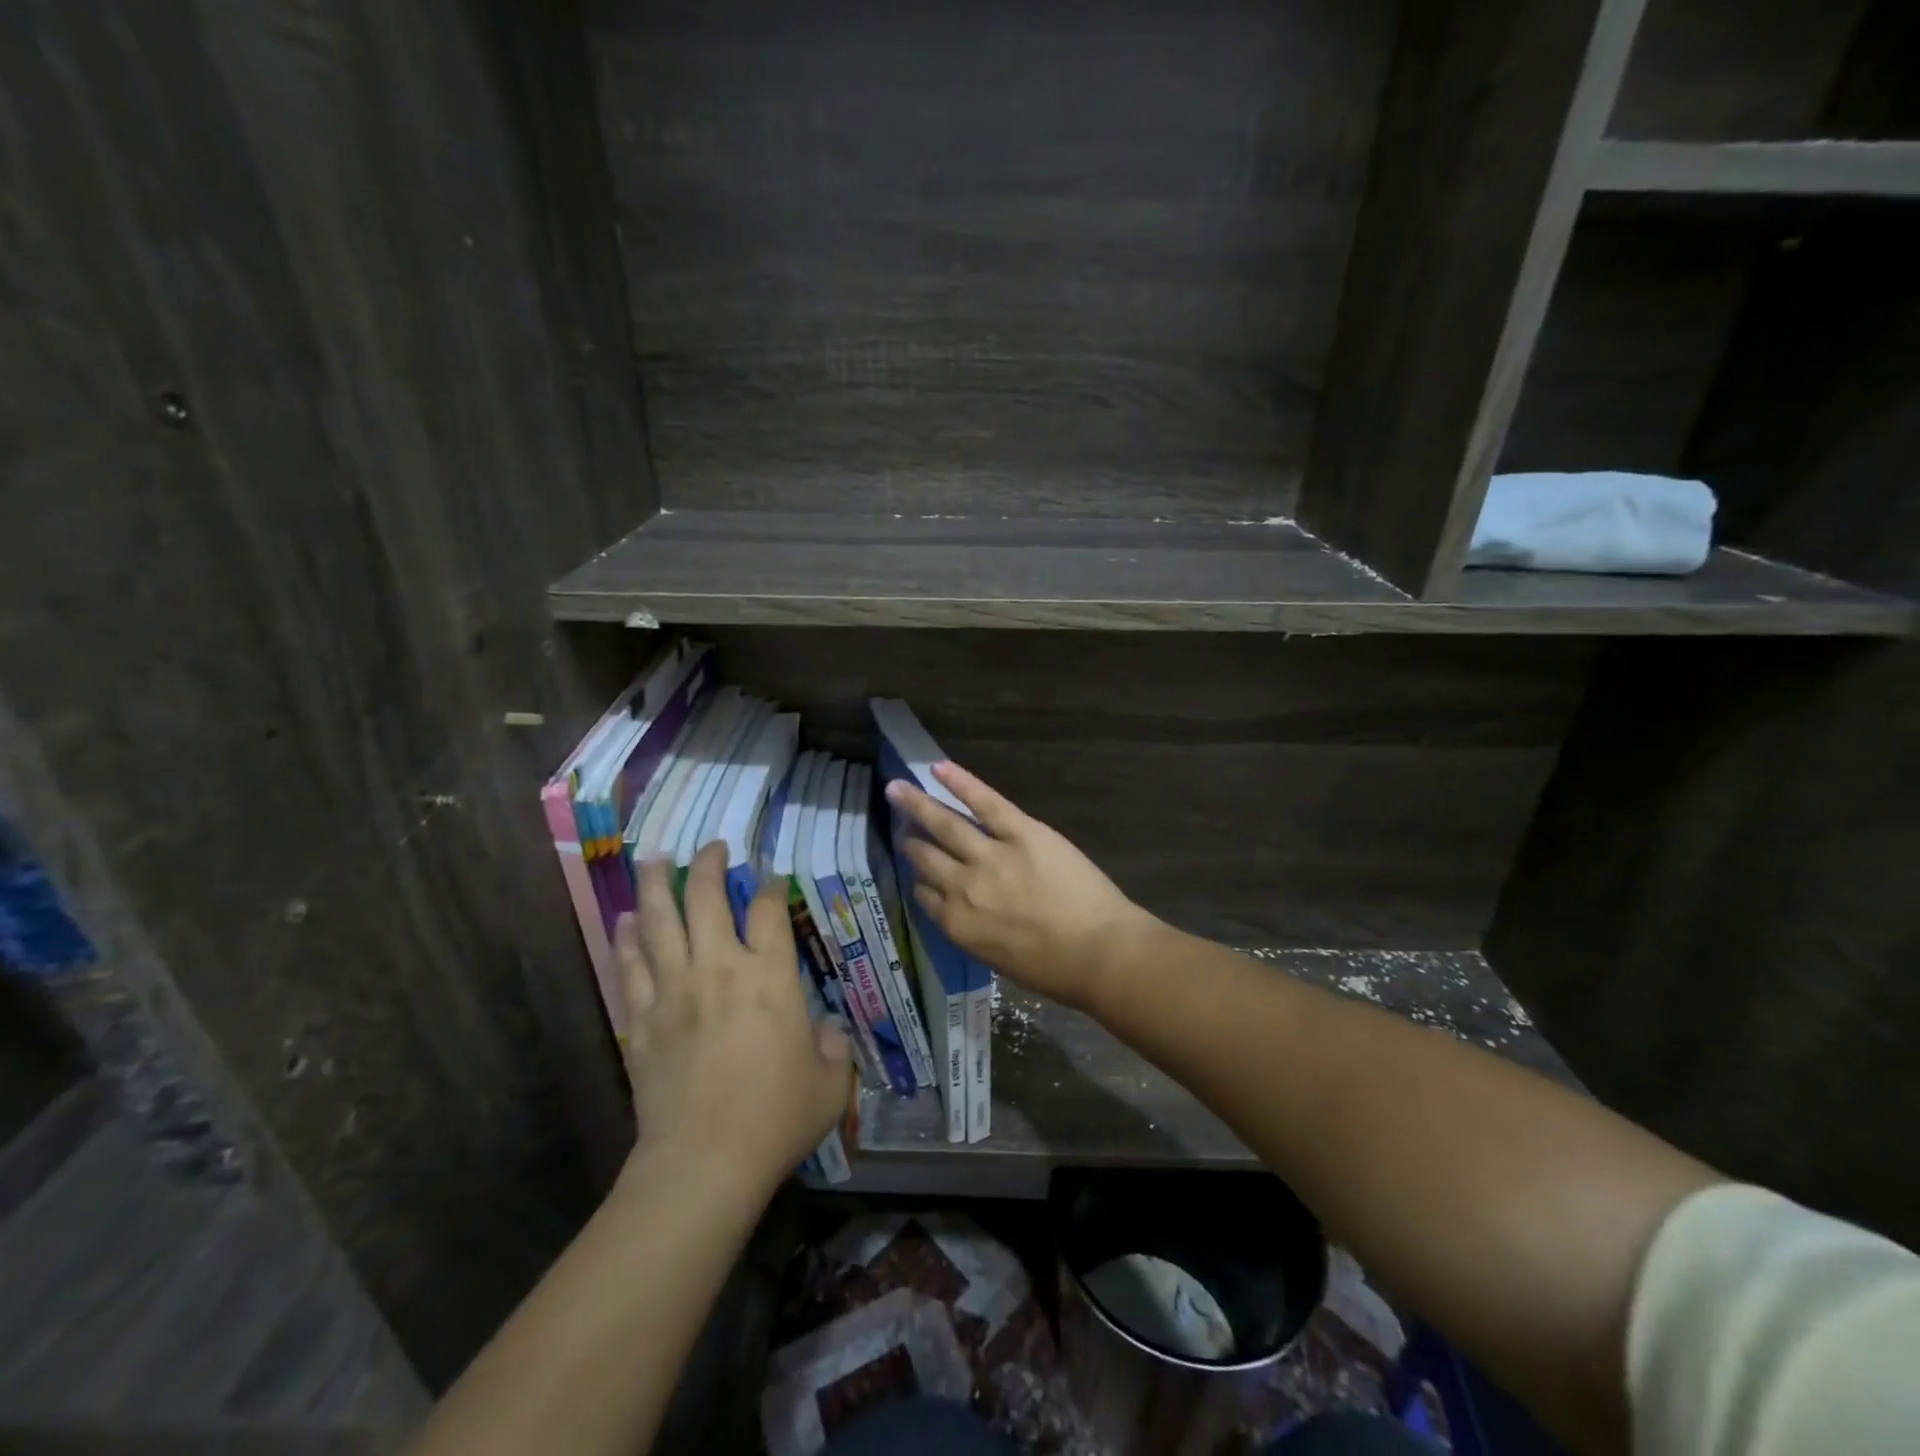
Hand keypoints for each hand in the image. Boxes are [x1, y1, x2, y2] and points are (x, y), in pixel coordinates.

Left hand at [615, 844, 852, 1197]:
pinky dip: (627, 937)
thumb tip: (827, 1030)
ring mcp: (674, 990)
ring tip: (655, 860)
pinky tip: (626, 919)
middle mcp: (720, 969)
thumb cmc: (776, 1119)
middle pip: (707, 898)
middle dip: (709, 865)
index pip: (768, 911)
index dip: (769, 887)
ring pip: (659, 921)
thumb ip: (833, 1048)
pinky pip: (630, 965)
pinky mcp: (641, 1019)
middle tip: (710, 848)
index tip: (770, 880)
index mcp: (770, 977)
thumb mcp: (829, 1083)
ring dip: (657, 885)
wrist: (703, 1163)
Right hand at [884, 762, 1154, 1010]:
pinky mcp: (1019, 832)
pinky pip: (984, 802)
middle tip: (901, 828)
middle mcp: (962, 887)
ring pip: (944, 825)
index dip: (920, 880)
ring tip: (897, 789)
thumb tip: (967, 911)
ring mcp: (989, 856)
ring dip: (917, 805)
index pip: (925, 895)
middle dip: (910, 842)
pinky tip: (938, 768)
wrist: (1098, 952)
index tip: (918, 870)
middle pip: (926, 859)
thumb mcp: (998, 960)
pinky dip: (961, 782)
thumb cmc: (1055, 969)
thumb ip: (975, 931)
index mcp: (957, 924)